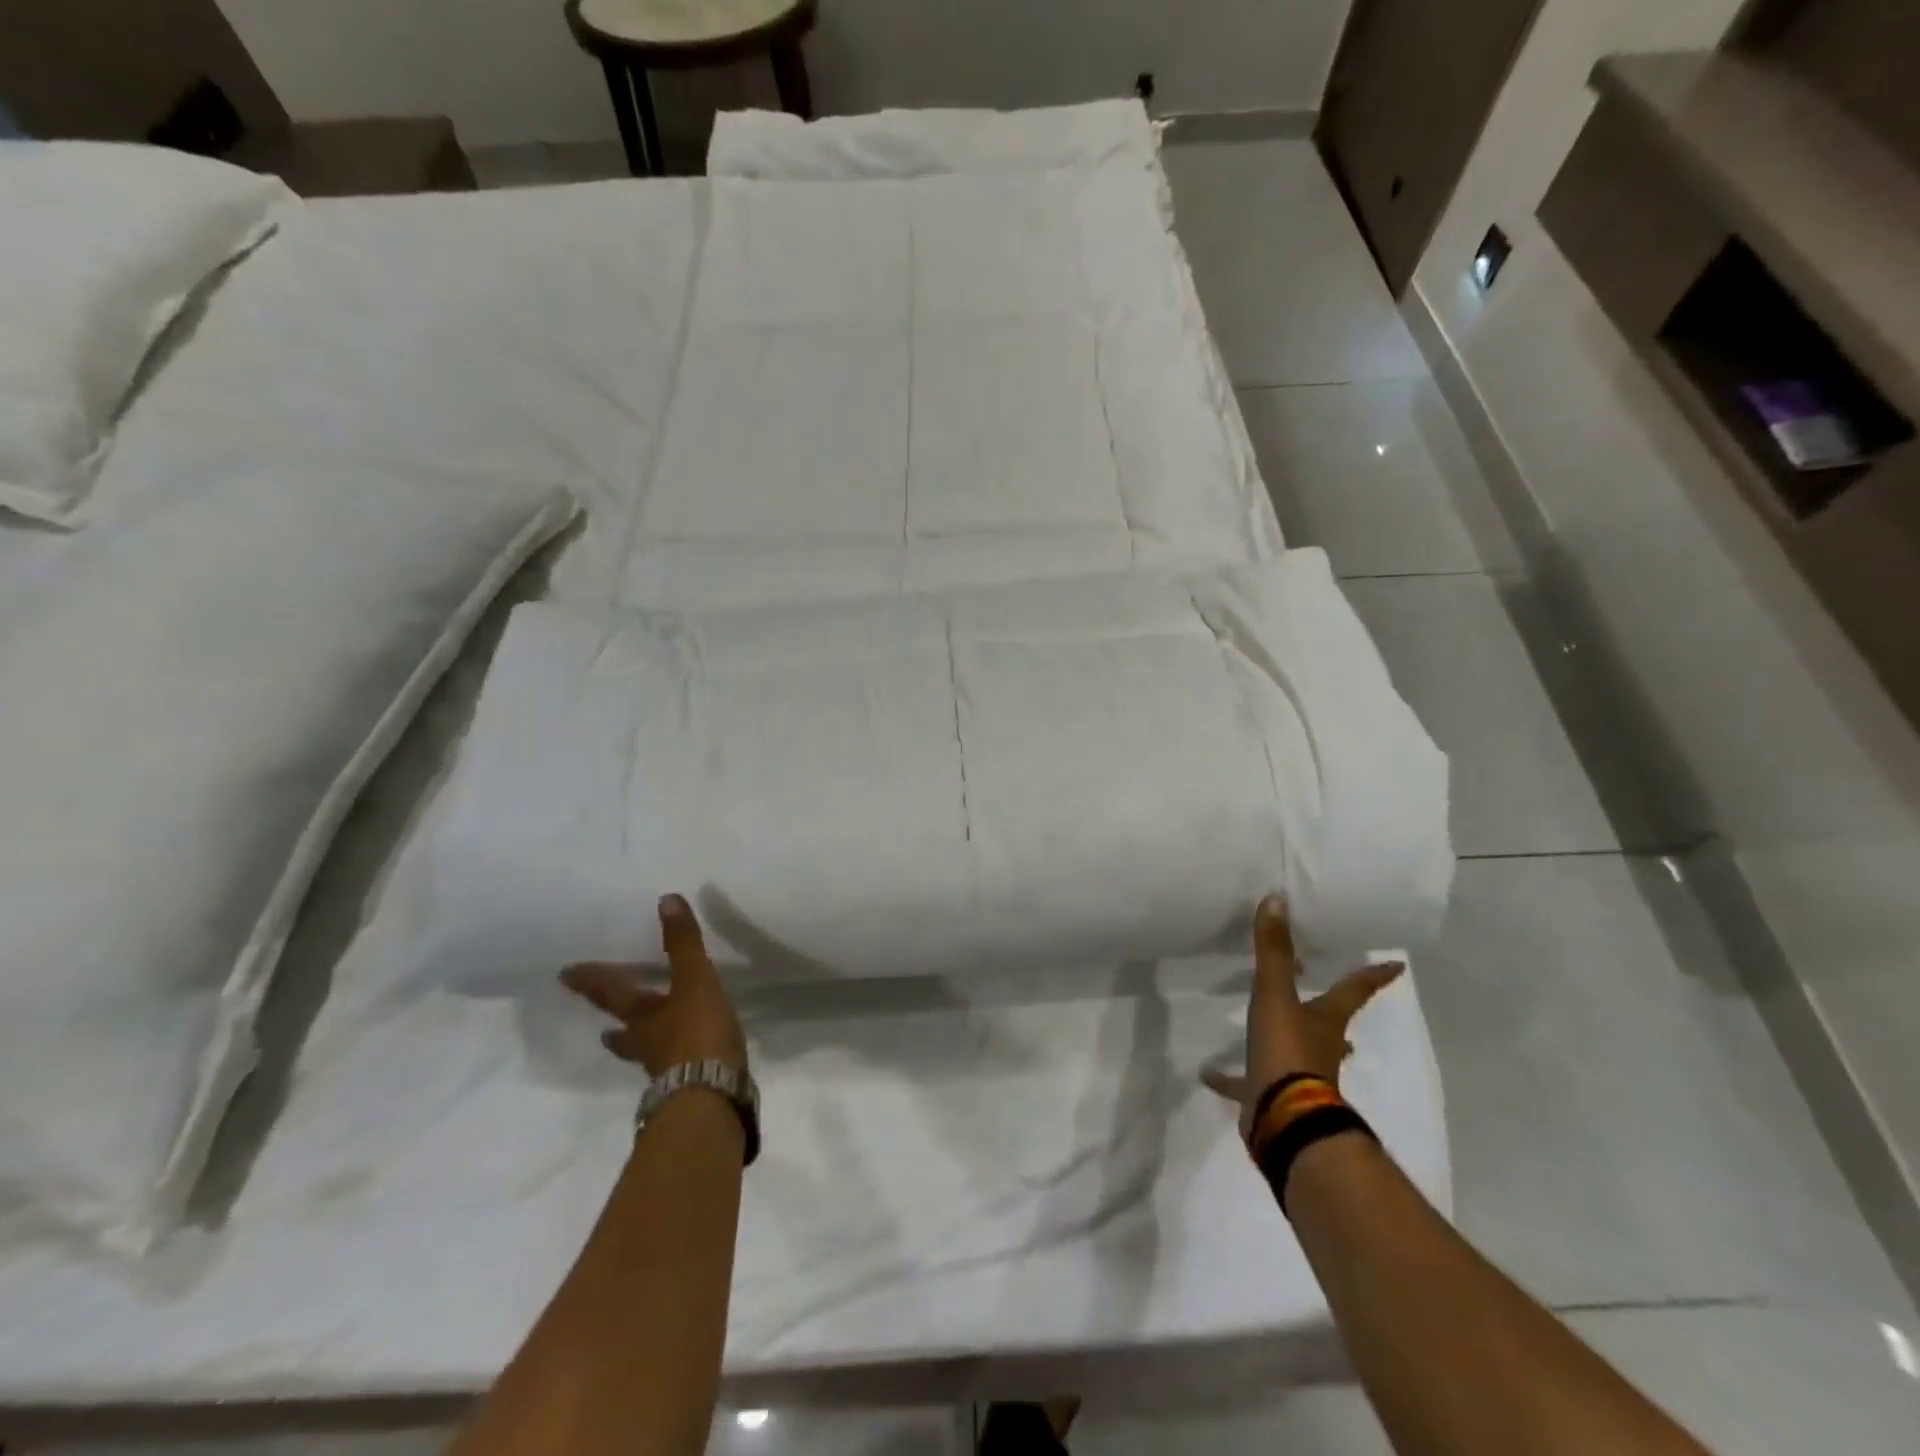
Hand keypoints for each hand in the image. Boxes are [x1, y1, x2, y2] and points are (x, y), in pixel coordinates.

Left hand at [561, 895, 747, 1076]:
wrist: (712, 1093)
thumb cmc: (697, 1032)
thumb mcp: (695, 980)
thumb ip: (683, 943)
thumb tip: (666, 899)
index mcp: (643, 1016)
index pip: (611, 994)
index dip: (592, 983)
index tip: (564, 976)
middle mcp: (647, 1042)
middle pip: (624, 1032)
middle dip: (615, 1026)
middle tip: (603, 1028)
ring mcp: (665, 1068)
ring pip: (645, 1052)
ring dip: (639, 1044)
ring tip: (634, 1041)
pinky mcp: (688, 1085)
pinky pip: (674, 1067)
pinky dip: (673, 1059)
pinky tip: (683, 1059)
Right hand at [1203, 895, 1403, 1139]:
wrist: (1285, 1120)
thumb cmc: (1288, 1052)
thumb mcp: (1275, 996)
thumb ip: (1273, 952)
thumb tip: (1277, 900)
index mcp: (1326, 1021)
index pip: (1353, 990)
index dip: (1372, 976)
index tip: (1397, 967)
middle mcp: (1320, 1047)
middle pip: (1329, 1025)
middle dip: (1329, 1013)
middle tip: (1326, 999)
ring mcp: (1300, 1075)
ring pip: (1297, 1053)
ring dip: (1289, 1041)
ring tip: (1272, 1030)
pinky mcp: (1273, 1096)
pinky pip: (1250, 1081)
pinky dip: (1233, 1076)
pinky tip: (1209, 1073)